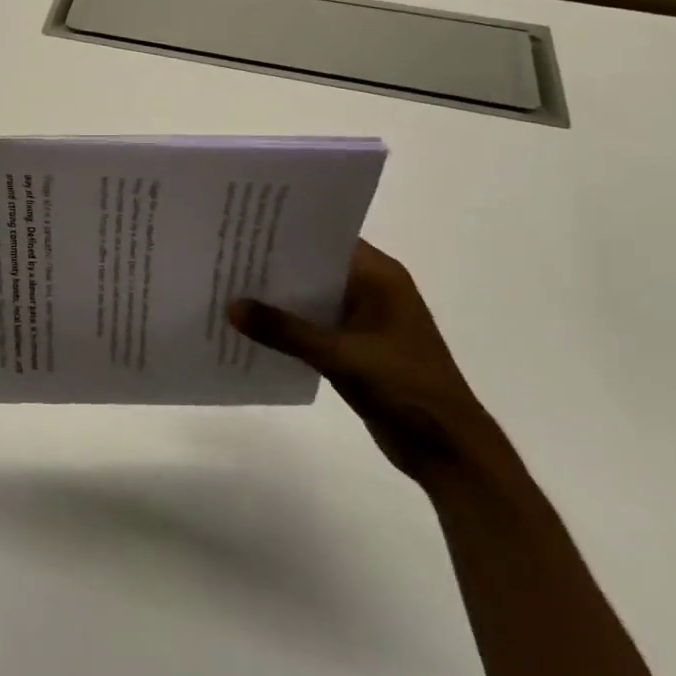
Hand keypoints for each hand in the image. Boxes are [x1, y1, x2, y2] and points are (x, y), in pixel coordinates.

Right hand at [229, 240, 506, 487]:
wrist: (447, 450)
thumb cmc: (405, 387)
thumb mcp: (341, 355)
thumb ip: (285, 331)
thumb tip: (231, 306)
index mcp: (379, 277)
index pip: (326, 238)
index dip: (288, 230)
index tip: (246, 225)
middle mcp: (372, 290)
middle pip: (315, 266)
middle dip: (276, 264)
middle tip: (228, 254)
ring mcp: (364, 319)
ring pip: (312, 297)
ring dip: (279, 297)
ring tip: (230, 285)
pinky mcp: (355, 347)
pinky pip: (314, 325)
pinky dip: (289, 326)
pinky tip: (253, 326)